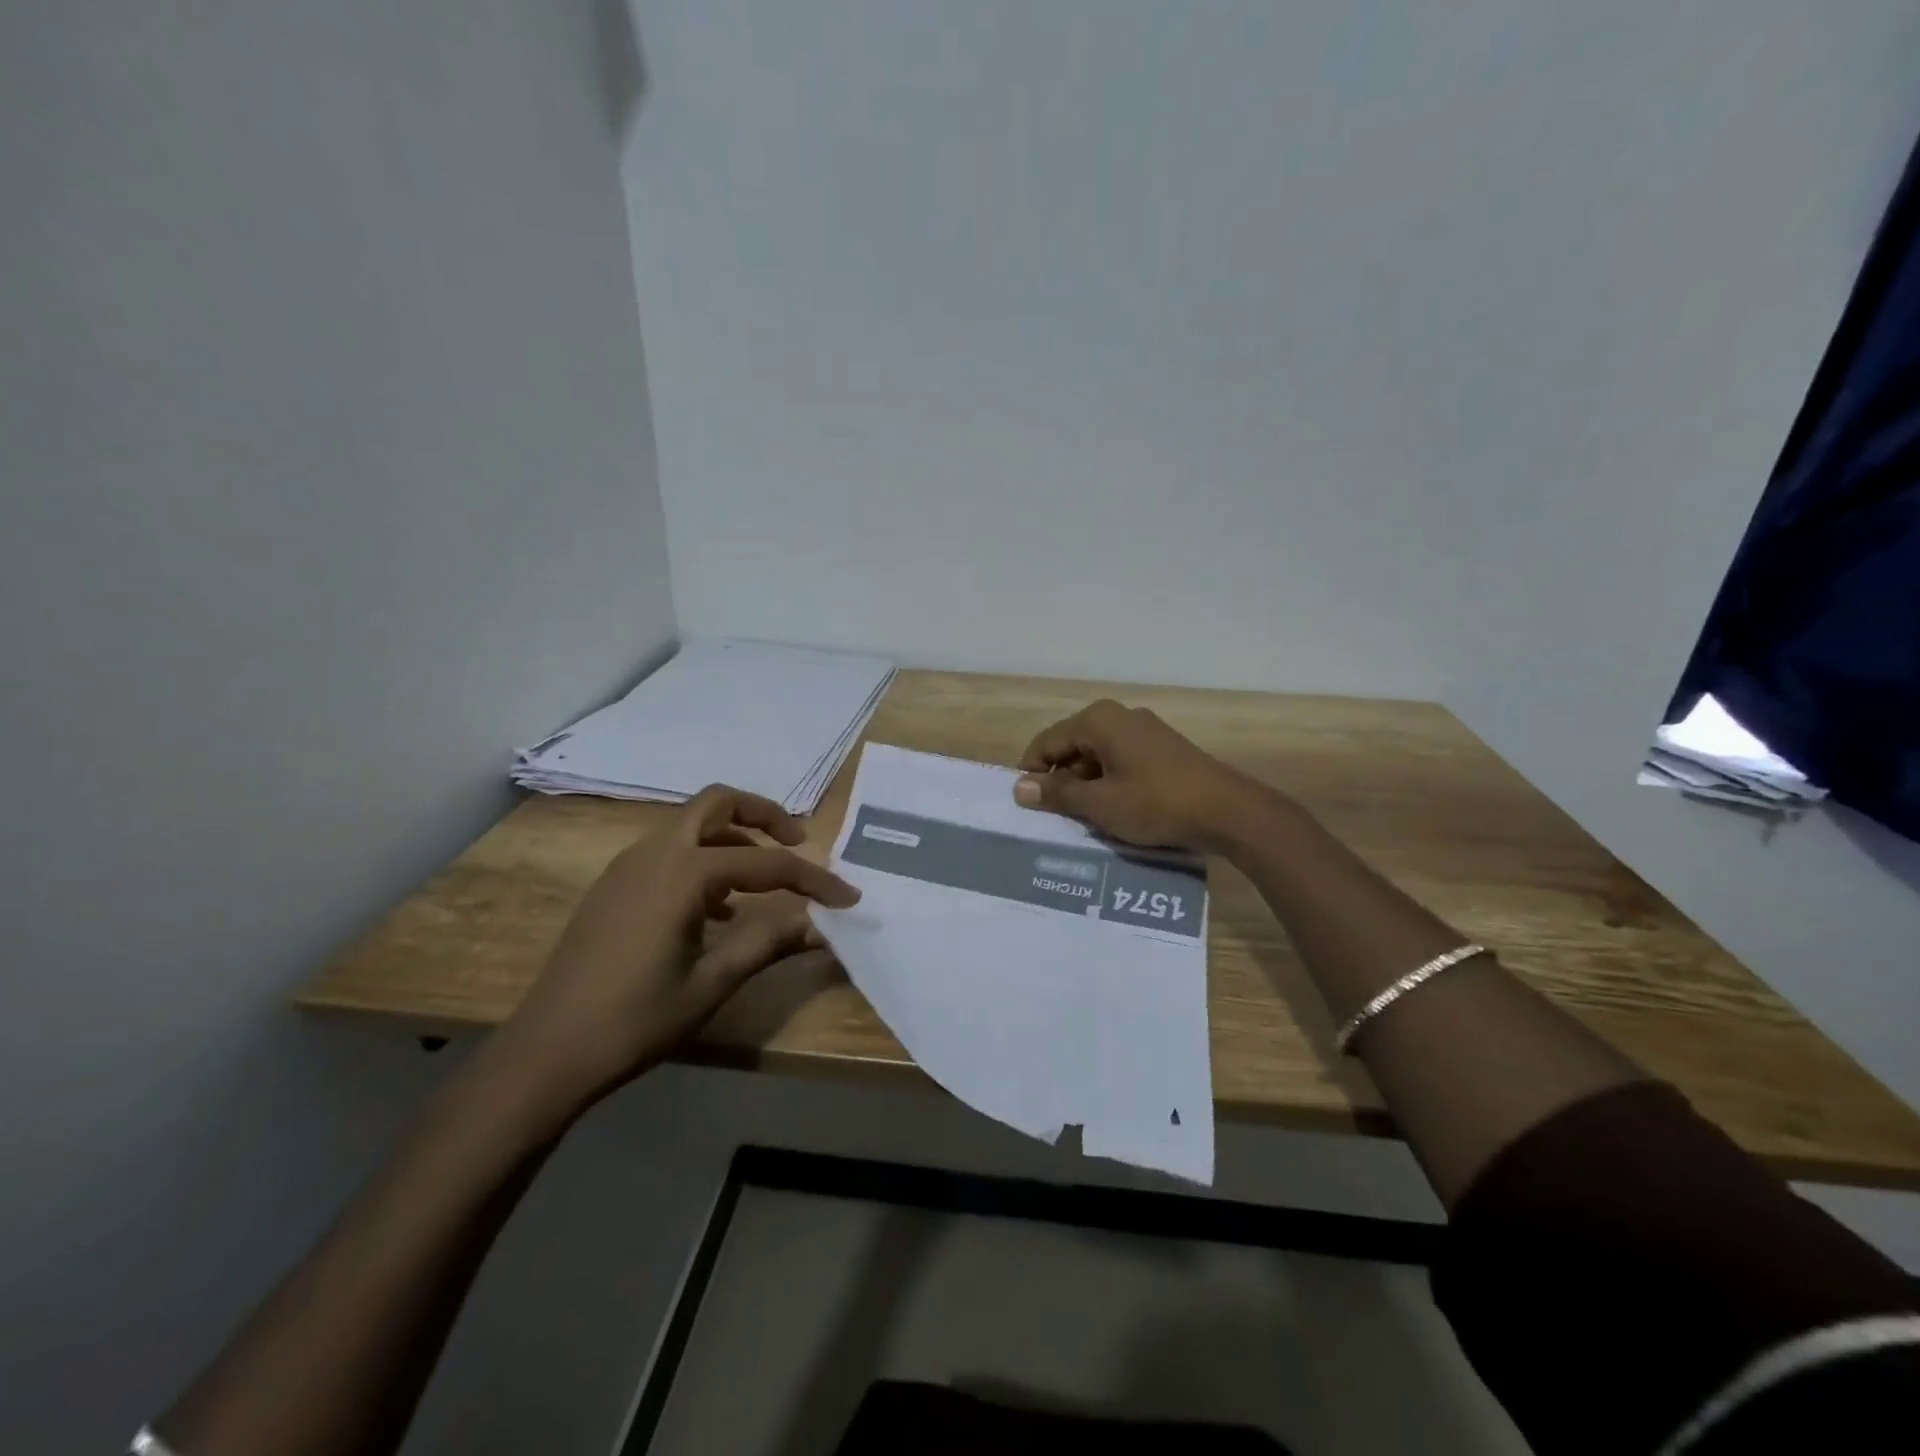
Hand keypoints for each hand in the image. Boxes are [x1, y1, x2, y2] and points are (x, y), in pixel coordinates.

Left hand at [485, 784, 859, 1117]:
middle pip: (718, 803)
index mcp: (683, 873)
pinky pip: (668, 852)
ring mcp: (627, 866)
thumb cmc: (635, 1020)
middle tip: (798, 841)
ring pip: (690, 825)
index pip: (766, 864)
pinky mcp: (613, 886)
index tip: (847, 896)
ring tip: (763, 879)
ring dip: (732, 837)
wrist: (546, 1052)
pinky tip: (717, 909)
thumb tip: (825, 927)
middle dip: (764, 814)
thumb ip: (771, 943)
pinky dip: (702, 860)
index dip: (812, 879)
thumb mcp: (713, 983)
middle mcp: (654, 853)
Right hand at [1012, 699, 1268, 850]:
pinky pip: (1120, 762)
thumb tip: (1019, 789)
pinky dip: (1109, 784)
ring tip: (1084, 820)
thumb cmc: (1156, 803)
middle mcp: (1118, 717)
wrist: (1228, 811)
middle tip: (1054, 818)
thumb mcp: (1100, 804)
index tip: (1027, 807)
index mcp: (1098, 721)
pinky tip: (1113, 811)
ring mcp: (1143, 731)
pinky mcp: (1161, 749)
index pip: (1047, 742)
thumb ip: (1057, 794)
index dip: (1032, 773)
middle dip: (1060, 781)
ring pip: (1096, 757)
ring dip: (1085, 786)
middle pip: (1071, 747)